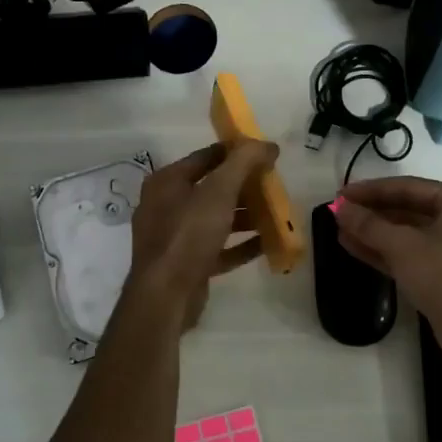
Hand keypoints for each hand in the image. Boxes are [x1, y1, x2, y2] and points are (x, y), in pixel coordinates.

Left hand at [126, 140, 277, 327]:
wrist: (165, 296)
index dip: (235, 152)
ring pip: (216, 220)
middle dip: (244, 187)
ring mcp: (175, 238)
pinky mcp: (187, 265)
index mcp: (167, 182)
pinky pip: (218, 248)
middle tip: (273, 185)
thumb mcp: (219, 191)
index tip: (264, 154)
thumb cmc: (188, 234)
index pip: (205, 157)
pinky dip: (241, 245)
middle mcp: (166, 206)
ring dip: (245, 216)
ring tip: (276, 214)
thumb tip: (268, 144)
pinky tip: (267, 244)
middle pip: (212, 189)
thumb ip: (244, 163)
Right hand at [333, 176, 441, 365]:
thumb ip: (369, 224)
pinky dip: (387, 253)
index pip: (409, 187)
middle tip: (339, 213)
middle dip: (373, 213)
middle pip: (410, 210)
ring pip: (410, 236)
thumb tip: (339, 208)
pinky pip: (413, 257)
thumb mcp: (404, 245)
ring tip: (341, 231)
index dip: (371, 190)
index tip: (340, 194)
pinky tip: (355, 249)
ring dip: (376, 234)